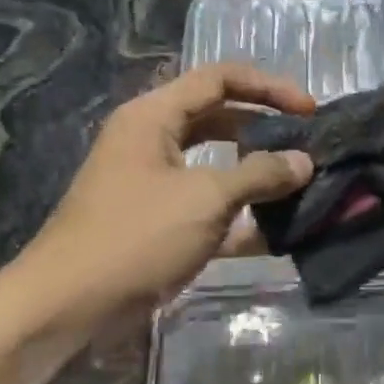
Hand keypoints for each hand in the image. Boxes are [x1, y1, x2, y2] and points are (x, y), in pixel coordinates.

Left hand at [12, 63, 314, 324]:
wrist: (73, 304)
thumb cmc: (137, 235)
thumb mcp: (206, 198)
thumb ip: (260, 174)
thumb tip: (303, 162)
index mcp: (154, 117)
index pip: (219, 79)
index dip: (269, 88)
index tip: (310, 111)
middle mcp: (154, 142)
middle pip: (220, 120)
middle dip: (266, 131)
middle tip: (308, 147)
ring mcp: (157, 185)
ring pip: (218, 167)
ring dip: (258, 177)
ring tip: (302, 186)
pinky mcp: (163, 224)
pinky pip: (211, 210)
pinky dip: (242, 217)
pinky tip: (280, 233)